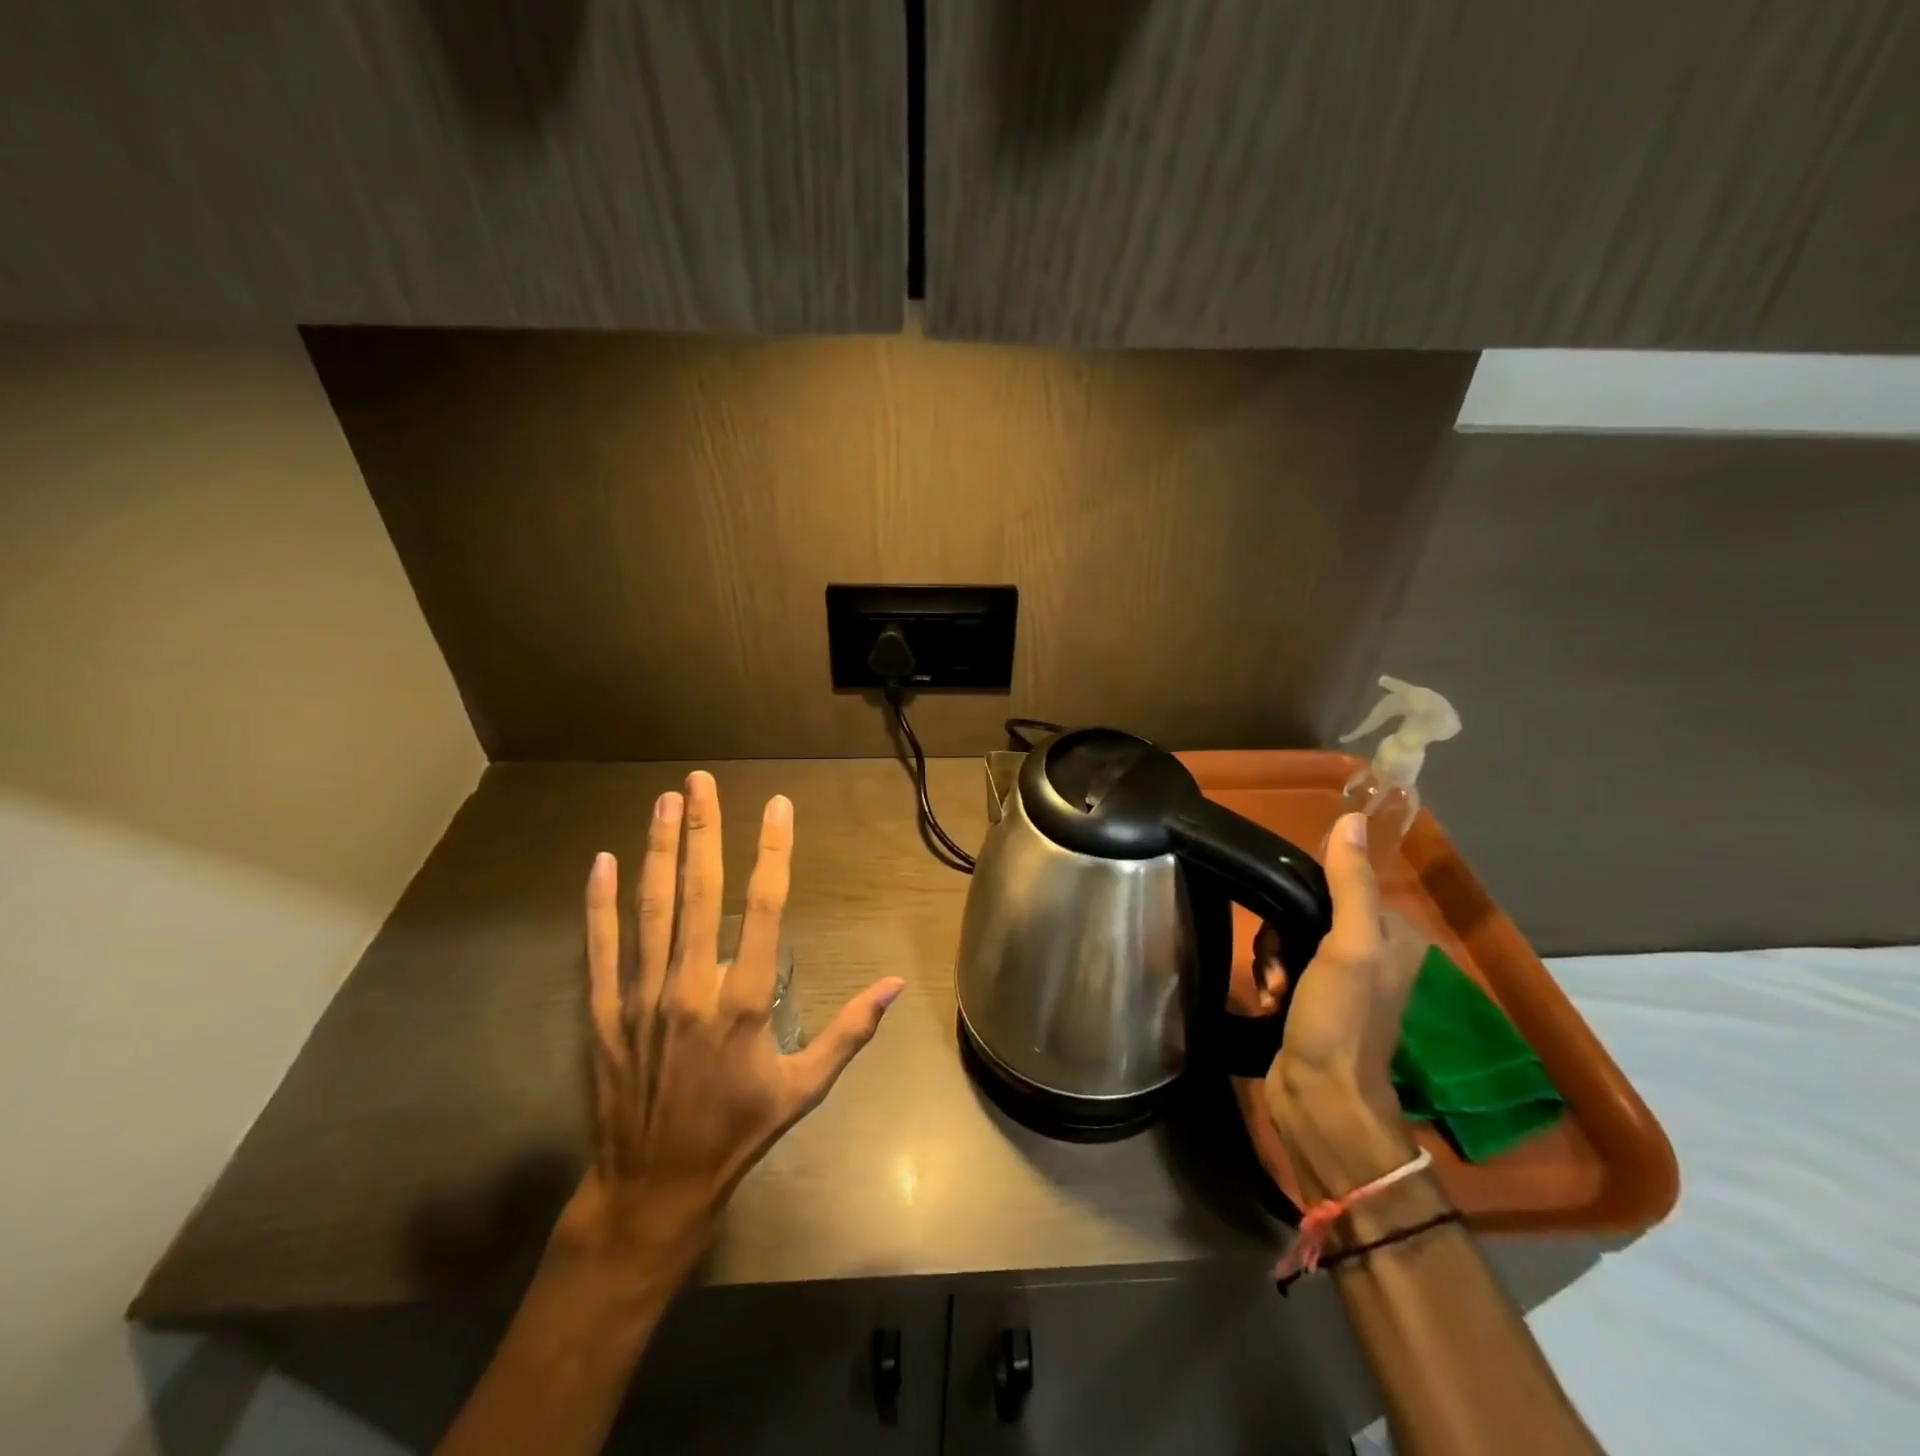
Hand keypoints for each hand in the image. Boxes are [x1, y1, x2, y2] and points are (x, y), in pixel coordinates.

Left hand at [552, 771, 905, 1277]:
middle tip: (701, 781)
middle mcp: (692, 987)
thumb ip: (850, 1031)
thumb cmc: (739, 1132)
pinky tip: (602, 862)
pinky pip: (602, 949)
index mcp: (744, 1001)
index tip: (776, 807)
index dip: (773, 851)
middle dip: (702, 830)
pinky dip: (600, 904)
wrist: (655, 1188)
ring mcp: (643, 998)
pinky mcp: (606, 1014)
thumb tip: (895, 985)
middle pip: (700, 892)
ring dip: (658, 851)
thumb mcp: (805, 1088)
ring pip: (651, 910)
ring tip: (664, 801)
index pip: (764, 908)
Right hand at [1259, 812, 1425, 1191]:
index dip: (1304, 893)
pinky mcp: (1312, 1002)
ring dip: (1271, 959)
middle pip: (1306, 910)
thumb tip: (1351, 819)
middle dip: (1280, 933)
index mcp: (1392, 935)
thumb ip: (1350, 883)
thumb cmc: (1340, 1020)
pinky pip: (1280, 967)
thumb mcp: (1348, 946)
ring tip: (1273, 988)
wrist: (1320, 1099)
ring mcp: (1340, 981)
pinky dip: (1269, 980)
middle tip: (1279, 963)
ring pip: (1287, 938)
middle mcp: (1370, 954)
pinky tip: (1268, 1000)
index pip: (1339, 883)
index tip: (1286, 918)